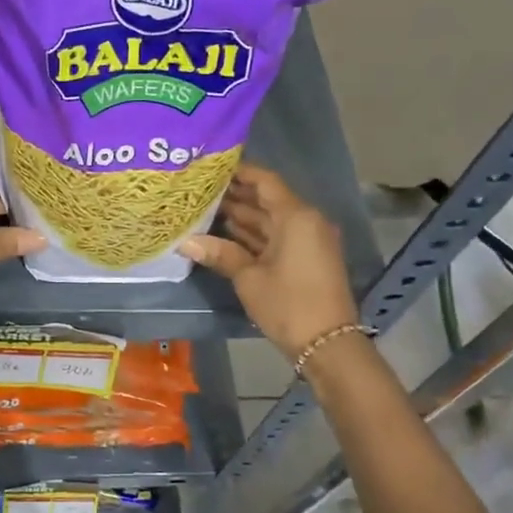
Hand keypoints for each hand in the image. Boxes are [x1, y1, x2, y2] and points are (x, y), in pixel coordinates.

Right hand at [181, 165, 358, 361]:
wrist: (327, 344)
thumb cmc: (288, 304)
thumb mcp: (249, 278)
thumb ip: (221, 254)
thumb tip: (185, 242)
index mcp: (296, 217)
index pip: (265, 181)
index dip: (240, 172)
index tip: (212, 168)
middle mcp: (306, 221)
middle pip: (268, 199)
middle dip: (236, 196)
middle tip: (201, 190)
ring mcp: (308, 241)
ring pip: (271, 220)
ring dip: (243, 216)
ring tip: (206, 209)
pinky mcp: (307, 259)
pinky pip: (278, 237)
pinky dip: (255, 235)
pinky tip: (226, 234)